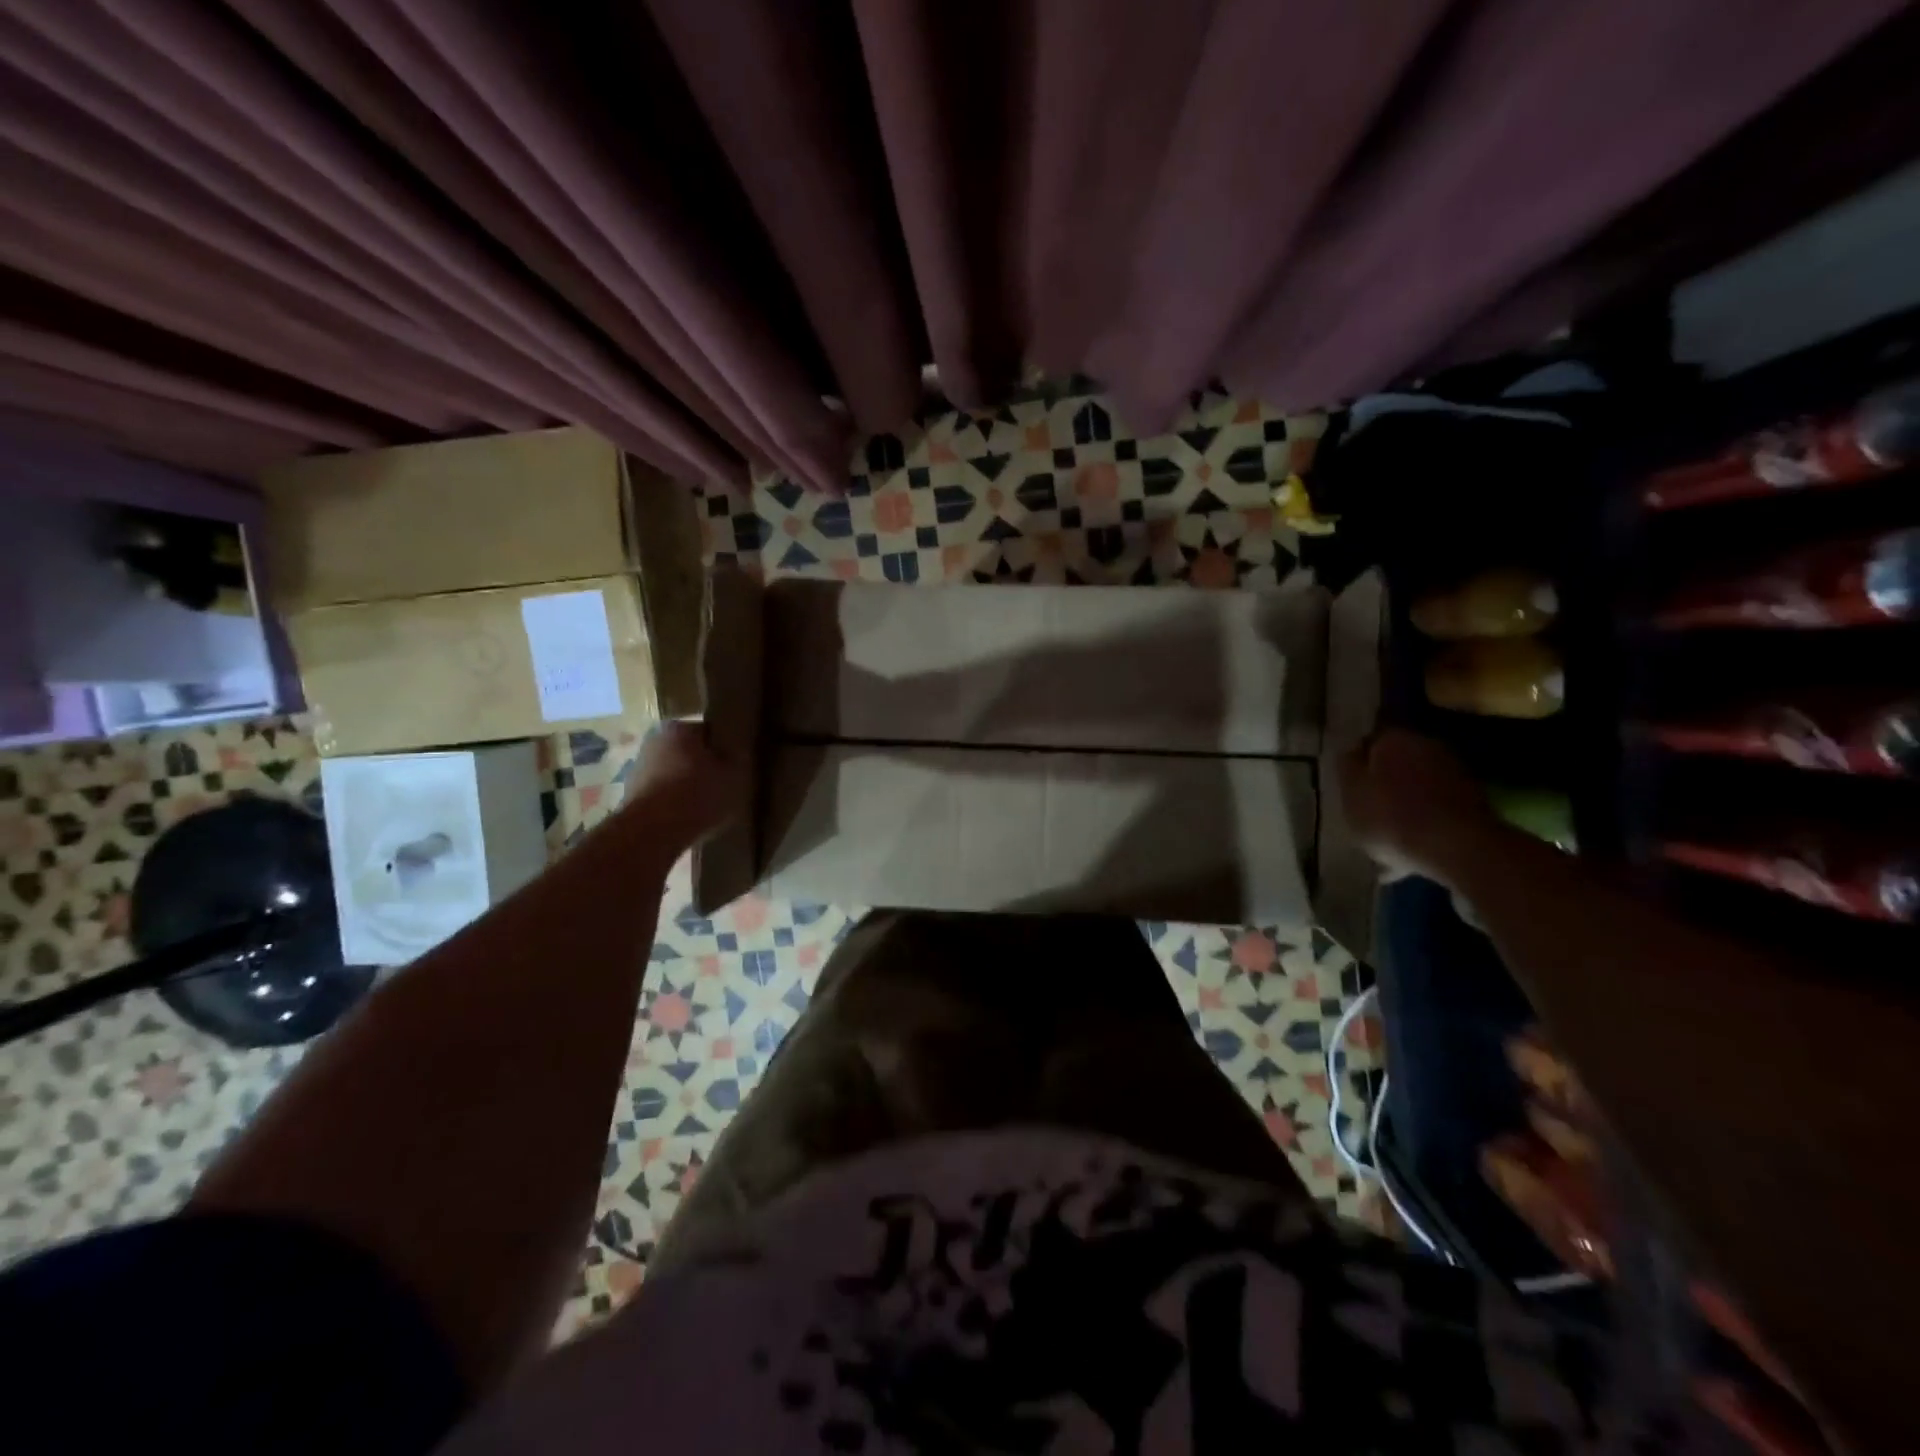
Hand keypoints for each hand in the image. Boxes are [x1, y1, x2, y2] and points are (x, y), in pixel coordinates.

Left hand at [623, 719, 742, 850]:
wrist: (651, 832)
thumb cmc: (696, 794)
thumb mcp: (733, 776)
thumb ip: (737, 761)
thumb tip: (735, 755)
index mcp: (679, 728)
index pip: (709, 731)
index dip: (725, 749)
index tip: (736, 766)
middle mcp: (654, 741)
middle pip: (689, 752)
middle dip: (705, 767)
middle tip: (725, 787)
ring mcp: (639, 769)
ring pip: (674, 774)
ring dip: (688, 787)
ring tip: (708, 808)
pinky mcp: (631, 796)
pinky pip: (663, 795)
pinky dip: (674, 804)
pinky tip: (689, 820)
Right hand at [1337, 728, 1499, 884]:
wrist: (1459, 848)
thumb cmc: (1391, 818)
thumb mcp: (1350, 795)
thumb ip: (1346, 768)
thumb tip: (1350, 752)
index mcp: (1392, 739)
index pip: (1367, 743)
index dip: (1356, 765)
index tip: (1349, 787)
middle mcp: (1426, 745)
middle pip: (1395, 762)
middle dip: (1383, 782)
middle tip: (1368, 810)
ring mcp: (1454, 771)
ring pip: (1417, 784)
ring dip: (1405, 802)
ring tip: (1390, 834)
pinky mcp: (1474, 798)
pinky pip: (1436, 805)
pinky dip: (1425, 818)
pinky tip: (1414, 843)